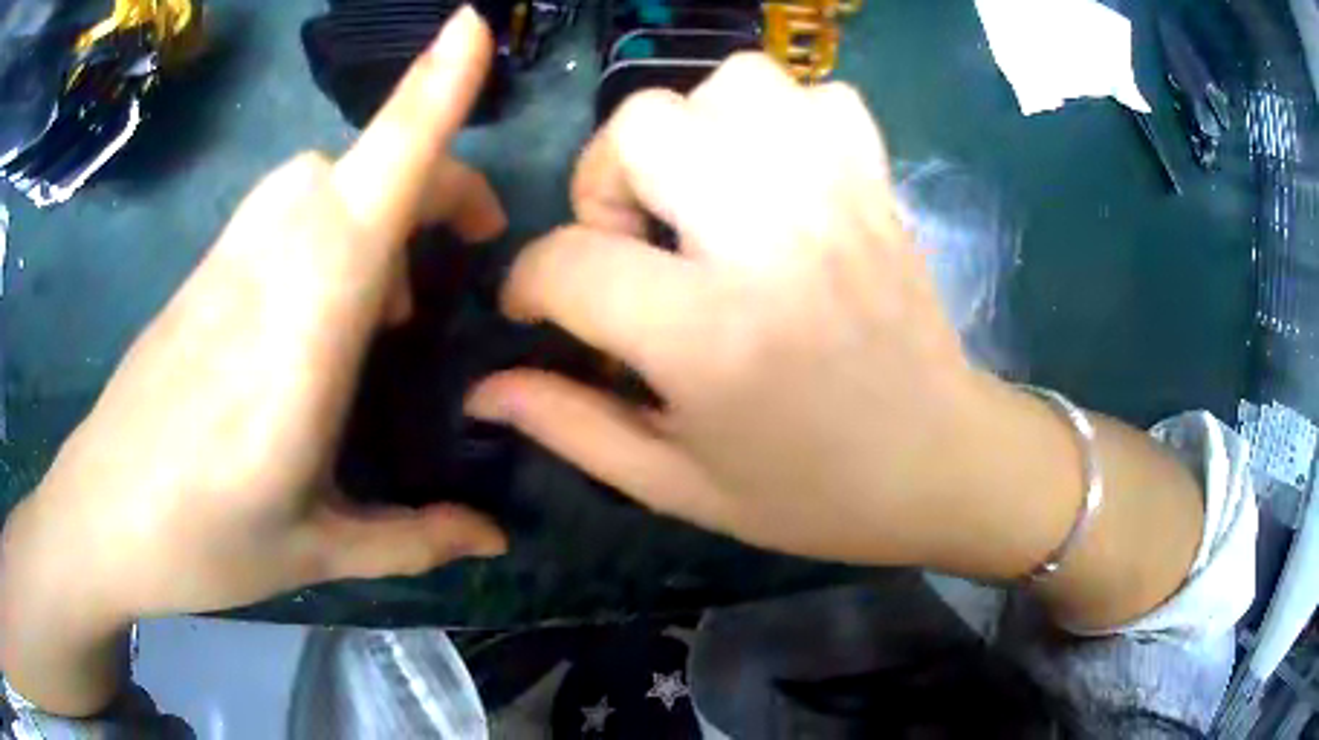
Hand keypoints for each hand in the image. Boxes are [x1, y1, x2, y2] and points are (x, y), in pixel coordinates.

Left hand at [2, 8, 506, 714]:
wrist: (99, 521)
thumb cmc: (200, 543)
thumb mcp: (317, 553)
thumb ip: (413, 538)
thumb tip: (496, 538)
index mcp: (301, 334)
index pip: (373, 179)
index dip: (427, 92)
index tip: (473, 25)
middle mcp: (262, 271)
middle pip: (351, 164)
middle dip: (426, 175)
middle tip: (464, 248)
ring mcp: (222, 266)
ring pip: (312, 177)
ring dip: (372, 203)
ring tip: (389, 299)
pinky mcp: (199, 277)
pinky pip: (277, 212)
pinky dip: (324, 229)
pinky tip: (319, 315)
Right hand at [469, 55, 1206, 632]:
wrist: (942, 464)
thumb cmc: (812, 494)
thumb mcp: (678, 486)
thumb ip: (571, 426)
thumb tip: (483, 389)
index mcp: (712, 335)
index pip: (570, 260)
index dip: (530, 282)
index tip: (538, 309)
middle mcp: (772, 238)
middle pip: (645, 125)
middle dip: (606, 177)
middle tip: (632, 240)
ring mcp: (837, 195)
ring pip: (732, 83)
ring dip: (694, 130)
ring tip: (701, 198)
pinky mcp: (878, 181)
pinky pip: (817, 94)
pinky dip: (780, 120)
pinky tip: (776, 180)